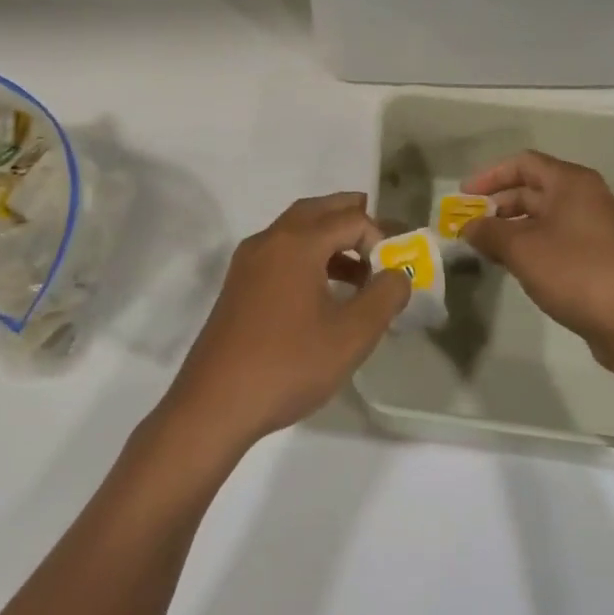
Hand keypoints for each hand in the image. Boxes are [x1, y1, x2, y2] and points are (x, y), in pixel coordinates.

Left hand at [160, 192, 408, 453]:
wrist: (215, 404)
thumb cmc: (288, 365)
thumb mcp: (351, 336)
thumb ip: (385, 297)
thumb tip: (399, 274)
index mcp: (297, 243)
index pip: (350, 218)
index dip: (379, 237)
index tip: (394, 270)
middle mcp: (270, 240)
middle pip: (317, 210)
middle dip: (351, 216)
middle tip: (380, 236)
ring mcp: (248, 261)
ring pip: (295, 230)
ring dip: (329, 238)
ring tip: (360, 271)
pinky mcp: (238, 284)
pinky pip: (280, 252)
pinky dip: (307, 256)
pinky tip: (323, 292)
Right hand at [460, 151, 613, 371]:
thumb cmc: (574, 272)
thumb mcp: (520, 249)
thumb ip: (488, 232)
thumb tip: (467, 227)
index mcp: (571, 182)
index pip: (523, 163)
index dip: (489, 176)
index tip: (464, 196)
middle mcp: (587, 196)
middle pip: (533, 188)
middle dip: (498, 204)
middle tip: (470, 224)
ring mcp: (597, 226)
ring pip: (544, 215)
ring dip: (512, 227)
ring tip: (485, 247)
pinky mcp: (600, 254)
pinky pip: (557, 236)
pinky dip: (532, 243)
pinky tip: (514, 264)